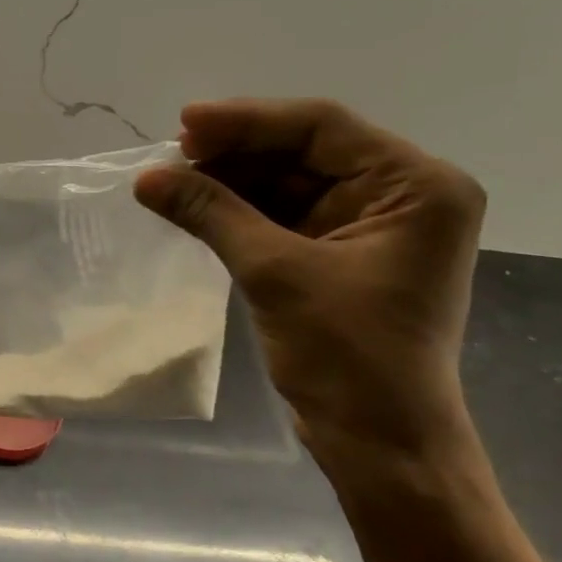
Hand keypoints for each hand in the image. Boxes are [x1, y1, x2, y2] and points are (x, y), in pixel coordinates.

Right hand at [134, 98, 484, 453]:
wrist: (378, 441)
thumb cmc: (347, 355)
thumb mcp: (275, 273)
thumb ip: (211, 214)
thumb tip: (146, 177)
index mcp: (415, 185)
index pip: (321, 128)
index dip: (247, 120)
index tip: (183, 125)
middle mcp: (401, 195)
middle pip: (305, 152)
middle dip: (235, 154)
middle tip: (170, 159)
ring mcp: (371, 227)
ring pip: (290, 183)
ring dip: (232, 183)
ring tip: (172, 183)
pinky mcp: (342, 256)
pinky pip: (285, 217)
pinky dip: (241, 213)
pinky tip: (197, 209)